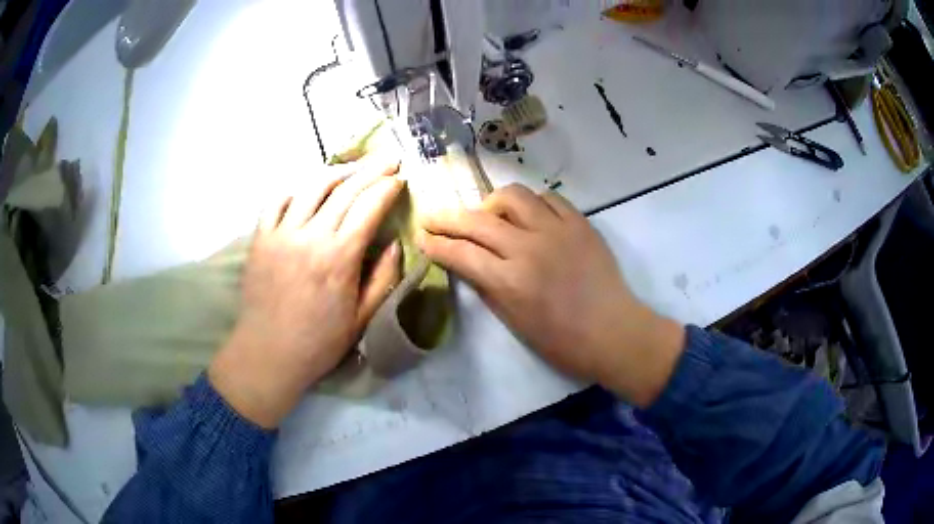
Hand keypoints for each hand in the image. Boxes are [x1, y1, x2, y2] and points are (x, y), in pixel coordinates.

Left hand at [209, 157, 403, 427]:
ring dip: (336, 172)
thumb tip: (396, 243)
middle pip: (344, 190)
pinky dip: (295, 188)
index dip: (387, 188)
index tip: (400, 178)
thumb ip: (383, 278)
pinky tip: (308, 187)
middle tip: (387, 159)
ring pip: (310, 187)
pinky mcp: (260, 238)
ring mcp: (281, 234)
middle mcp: (310, 237)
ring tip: (353, 167)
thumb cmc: (318, 342)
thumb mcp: (362, 318)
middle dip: (370, 170)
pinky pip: (276, 200)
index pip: (368, 208)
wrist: (268, 354)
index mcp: (339, 258)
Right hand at [417, 184, 684, 407]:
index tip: (422, 238)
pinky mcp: (580, 223)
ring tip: (488, 215)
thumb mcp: (515, 321)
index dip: (436, 244)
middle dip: (447, 218)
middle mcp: (529, 247)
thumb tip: (468, 264)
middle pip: (477, 220)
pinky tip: (529, 216)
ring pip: (513, 197)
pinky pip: (549, 198)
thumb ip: (487, 287)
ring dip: (491, 204)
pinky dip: (532, 204)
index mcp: (510, 280)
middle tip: (433, 218)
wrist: (613, 331)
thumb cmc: (562, 341)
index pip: (461, 253)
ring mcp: (557, 230)